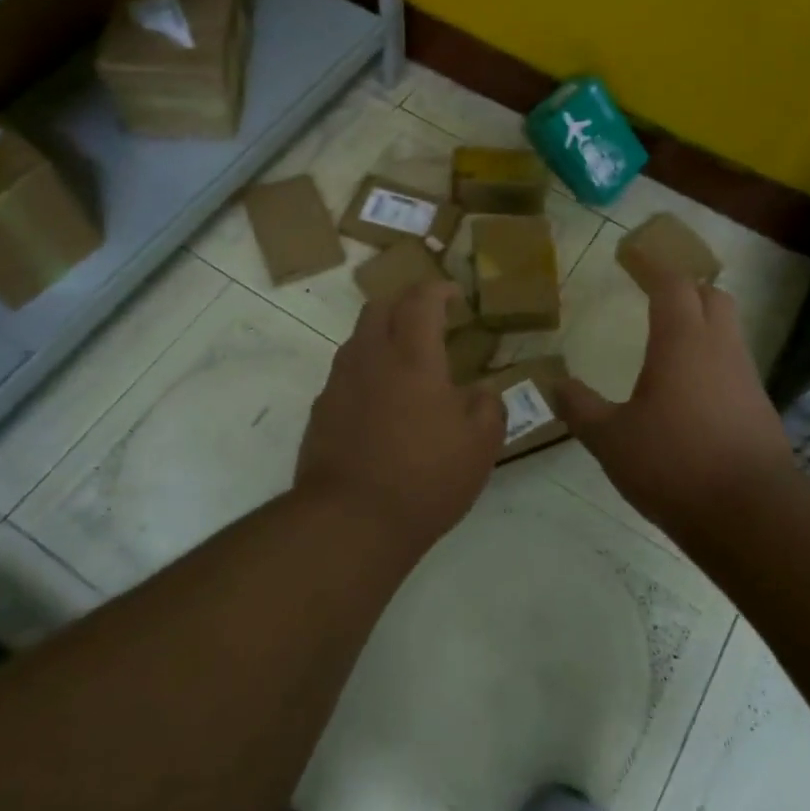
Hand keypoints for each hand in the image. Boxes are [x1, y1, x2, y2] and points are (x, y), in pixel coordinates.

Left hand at [298, 281, 505, 545]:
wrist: (349, 521)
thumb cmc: (424, 477)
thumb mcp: (479, 446)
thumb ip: (488, 408)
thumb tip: (482, 393)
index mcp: (413, 356)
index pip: (420, 299)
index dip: (438, 289)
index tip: (455, 295)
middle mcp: (371, 358)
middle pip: (379, 307)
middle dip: (405, 304)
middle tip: (430, 321)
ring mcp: (339, 383)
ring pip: (358, 339)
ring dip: (383, 337)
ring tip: (407, 363)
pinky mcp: (321, 411)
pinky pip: (345, 374)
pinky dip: (366, 372)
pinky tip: (382, 404)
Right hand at [555, 251, 796, 526]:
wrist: (751, 514)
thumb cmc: (673, 465)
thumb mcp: (611, 440)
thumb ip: (580, 408)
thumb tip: (554, 384)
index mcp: (682, 342)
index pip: (672, 284)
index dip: (652, 266)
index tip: (632, 257)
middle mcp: (719, 348)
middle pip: (712, 296)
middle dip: (685, 288)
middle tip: (655, 296)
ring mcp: (746, 377)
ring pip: (728, 330)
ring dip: (702, 323)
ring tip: (670, 344)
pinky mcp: (760, 407)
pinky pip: (734, 365)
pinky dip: (712, 360)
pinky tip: (691, 391)